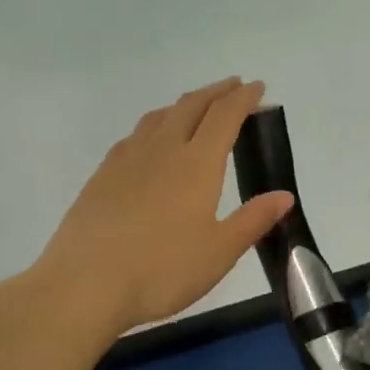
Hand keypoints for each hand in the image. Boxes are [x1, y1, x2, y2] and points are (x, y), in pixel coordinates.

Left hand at [25, 77, 295, 337]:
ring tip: (195, 108)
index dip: (243, 98)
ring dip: (183, 105)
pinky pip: (134, 136)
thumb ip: (252, 220)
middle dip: (215, 92)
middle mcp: (162, 150)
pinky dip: (154, 126)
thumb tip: (284, 196)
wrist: (85, 282)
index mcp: (196, 164)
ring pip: (159, 117)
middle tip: (233, 86)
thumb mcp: (219, 252)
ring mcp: (127, 159)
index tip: (258, 87)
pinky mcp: (102, 175)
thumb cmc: (162, 270)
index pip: (225, 116)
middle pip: (191, 106)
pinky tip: (149, 142)